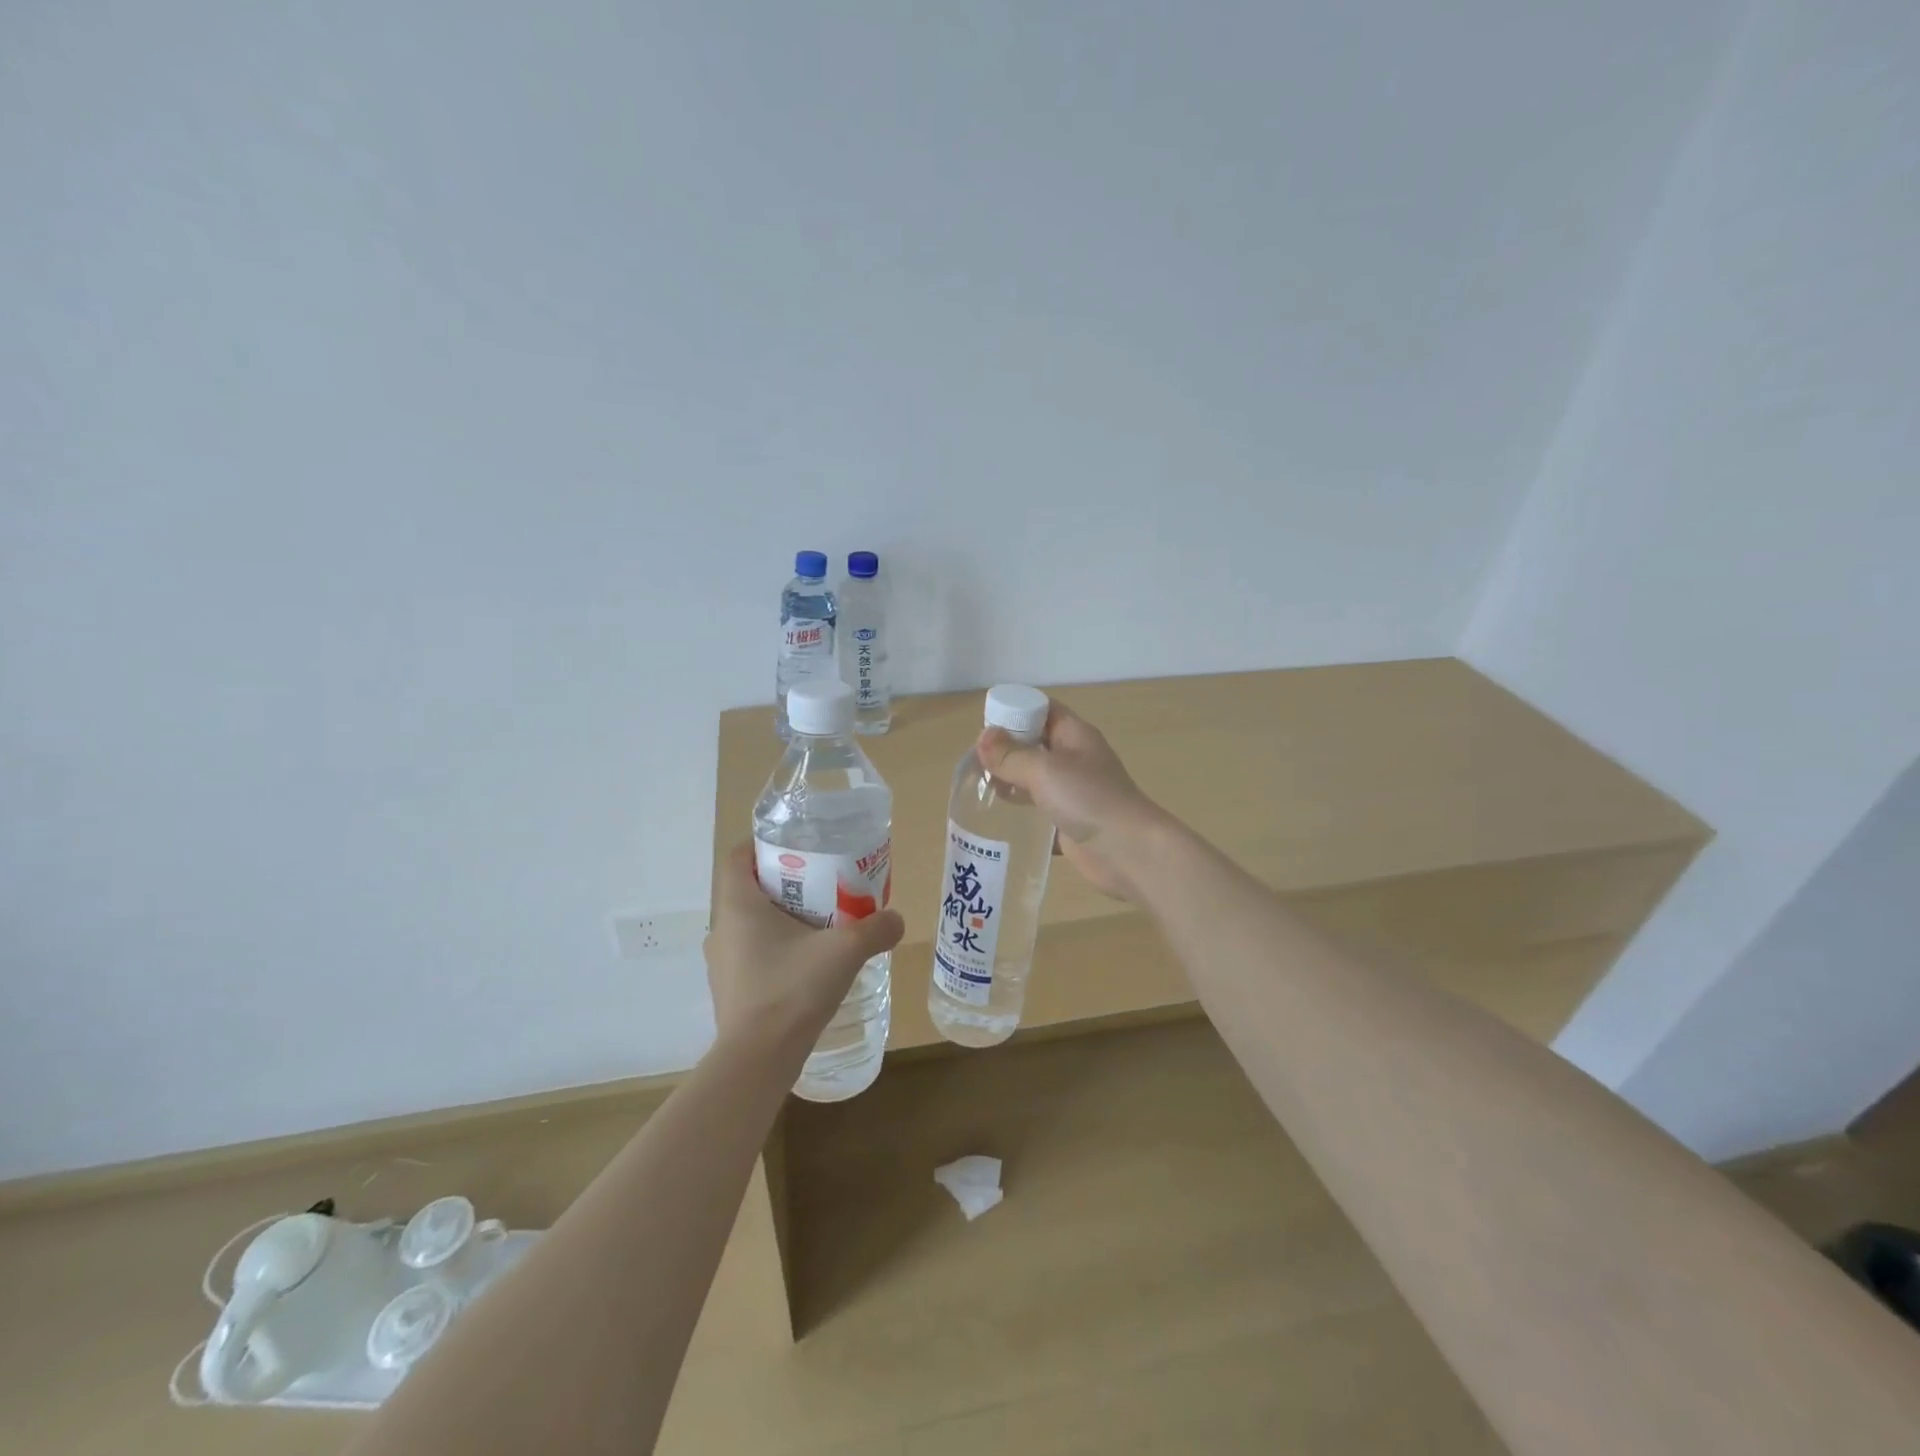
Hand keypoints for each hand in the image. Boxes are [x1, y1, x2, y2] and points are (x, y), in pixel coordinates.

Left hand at [705, 842, 905, 1052]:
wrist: (758, 1060)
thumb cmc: (793, 989)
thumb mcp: (845, 951)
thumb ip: (876, 929)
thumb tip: (896, 920)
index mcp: (737, 906)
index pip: (737, 857)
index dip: (763, 846)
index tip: (798, 849)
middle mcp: (720, 929)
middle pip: (748, 890)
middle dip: (784, 884)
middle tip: (822, 886)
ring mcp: (721, 964)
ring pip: (749, 926)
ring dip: (780, 920)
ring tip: (819, 927)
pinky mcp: (729, 992)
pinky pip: (751, 956)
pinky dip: (775, 952)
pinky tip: (806, 967)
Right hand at [976, 702, 1171, 904]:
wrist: (1129, 852)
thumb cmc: (1089, 799)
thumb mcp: (1045, 770)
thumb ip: (1011, 755)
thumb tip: (983, 738)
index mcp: (1074, 735)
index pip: (1042, 709)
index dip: (1015, 711)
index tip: (985, 726)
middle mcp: (1074, 759)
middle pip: (1035, 743)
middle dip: (1006, 748)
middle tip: (973, 762)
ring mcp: (1073, 792)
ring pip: (1034, 777)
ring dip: (1009, 780)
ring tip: (978, 788)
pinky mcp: (1068, 821)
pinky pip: (1038, 810)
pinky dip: (1020, 811)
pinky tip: (996, 817)